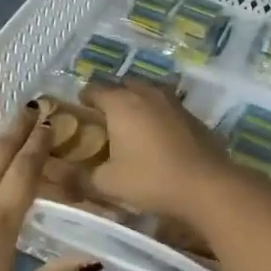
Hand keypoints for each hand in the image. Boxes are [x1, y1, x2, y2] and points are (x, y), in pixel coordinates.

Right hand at [80, 81, 240, 221]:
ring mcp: (173, 102)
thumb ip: (83, 178)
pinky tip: (158, 137)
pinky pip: (167, 107)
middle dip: (111, 98)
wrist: (206, 185)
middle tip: (104, 120)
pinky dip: (158, 115)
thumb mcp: (109, 184)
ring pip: (148, 93)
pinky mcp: (192, 115)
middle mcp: (146, 93)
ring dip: (137, 103)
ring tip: (131, 126)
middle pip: (123, 86)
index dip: (84, 99)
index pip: (94, 89)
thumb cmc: (151, 179)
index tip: (79, 112)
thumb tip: (65, 178)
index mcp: (121, 103)